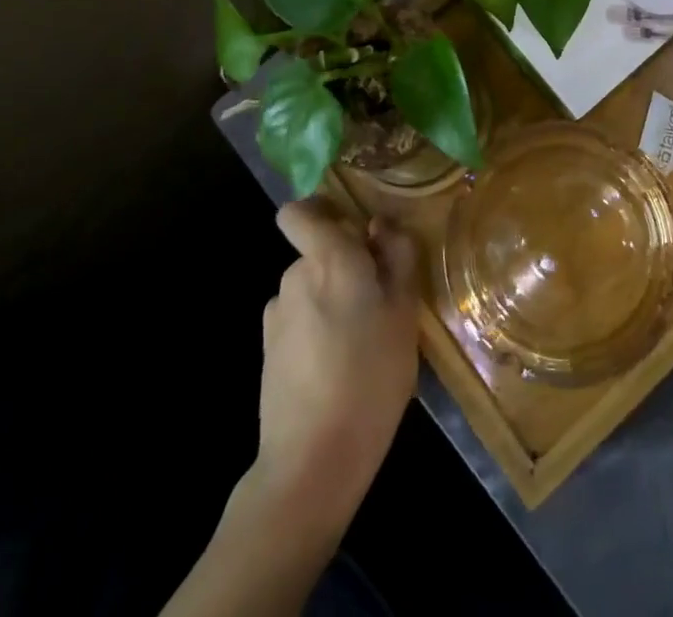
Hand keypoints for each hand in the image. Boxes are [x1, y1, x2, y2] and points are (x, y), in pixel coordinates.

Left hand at [251, 200, 419, 529]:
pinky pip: (298, 320)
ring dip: (331, 300)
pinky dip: (315, 330)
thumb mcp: (405, 312)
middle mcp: (295, 277)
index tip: (352, 230)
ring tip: (362, 342)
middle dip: (344, 266)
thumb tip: (380, 227)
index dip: (320, 211)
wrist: (313, 460)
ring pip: (310, 288)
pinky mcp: (267, 351)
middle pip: (317, 252)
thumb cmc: (371, 376)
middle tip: (379, 301)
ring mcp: (276, 315)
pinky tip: (336, 367)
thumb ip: (397, 257)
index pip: (299, 213)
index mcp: (330, 259)